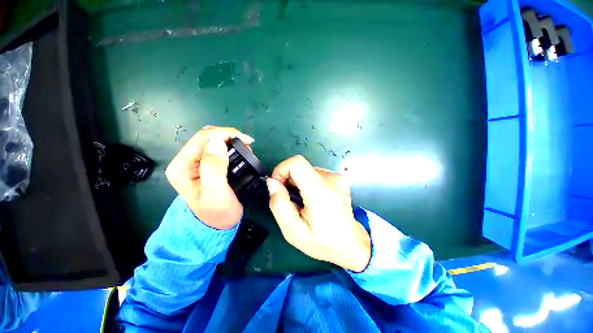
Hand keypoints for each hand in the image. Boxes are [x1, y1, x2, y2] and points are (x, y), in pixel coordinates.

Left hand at [165, 126, 253, 229]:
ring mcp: (194, 162)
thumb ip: (214, 169)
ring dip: (230, 140)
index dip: (226, 134)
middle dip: (229, 136)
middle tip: (248, 145)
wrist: (217, 224)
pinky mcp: (204, 164)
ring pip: (212, 140)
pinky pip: (217, 147)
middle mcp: (185, 161)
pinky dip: (230, 146)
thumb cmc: (218, 213)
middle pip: (207, 137)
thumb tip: (217, 142)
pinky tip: (239, 151)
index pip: (203, 139)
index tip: (248, 141)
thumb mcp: (217, 194)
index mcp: (182, 167)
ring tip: (246, 149)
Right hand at [267, 155, 370, 271]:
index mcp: (320, 191)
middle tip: (290, 200)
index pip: (296, 163)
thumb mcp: (293, 231)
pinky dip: (307, 183)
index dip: (281, 169)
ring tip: (302, 202)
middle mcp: (331, 178)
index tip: (277, 185)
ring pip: (306, 170)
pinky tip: (311, 199)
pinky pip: (314, 174)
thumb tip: (272, 182)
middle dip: (288, 180)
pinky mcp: (337, 178)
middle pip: (300, 167)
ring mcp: (336, 177)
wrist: (350, 244)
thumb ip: (279, 204)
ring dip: (298, 183)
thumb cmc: (322, 242)